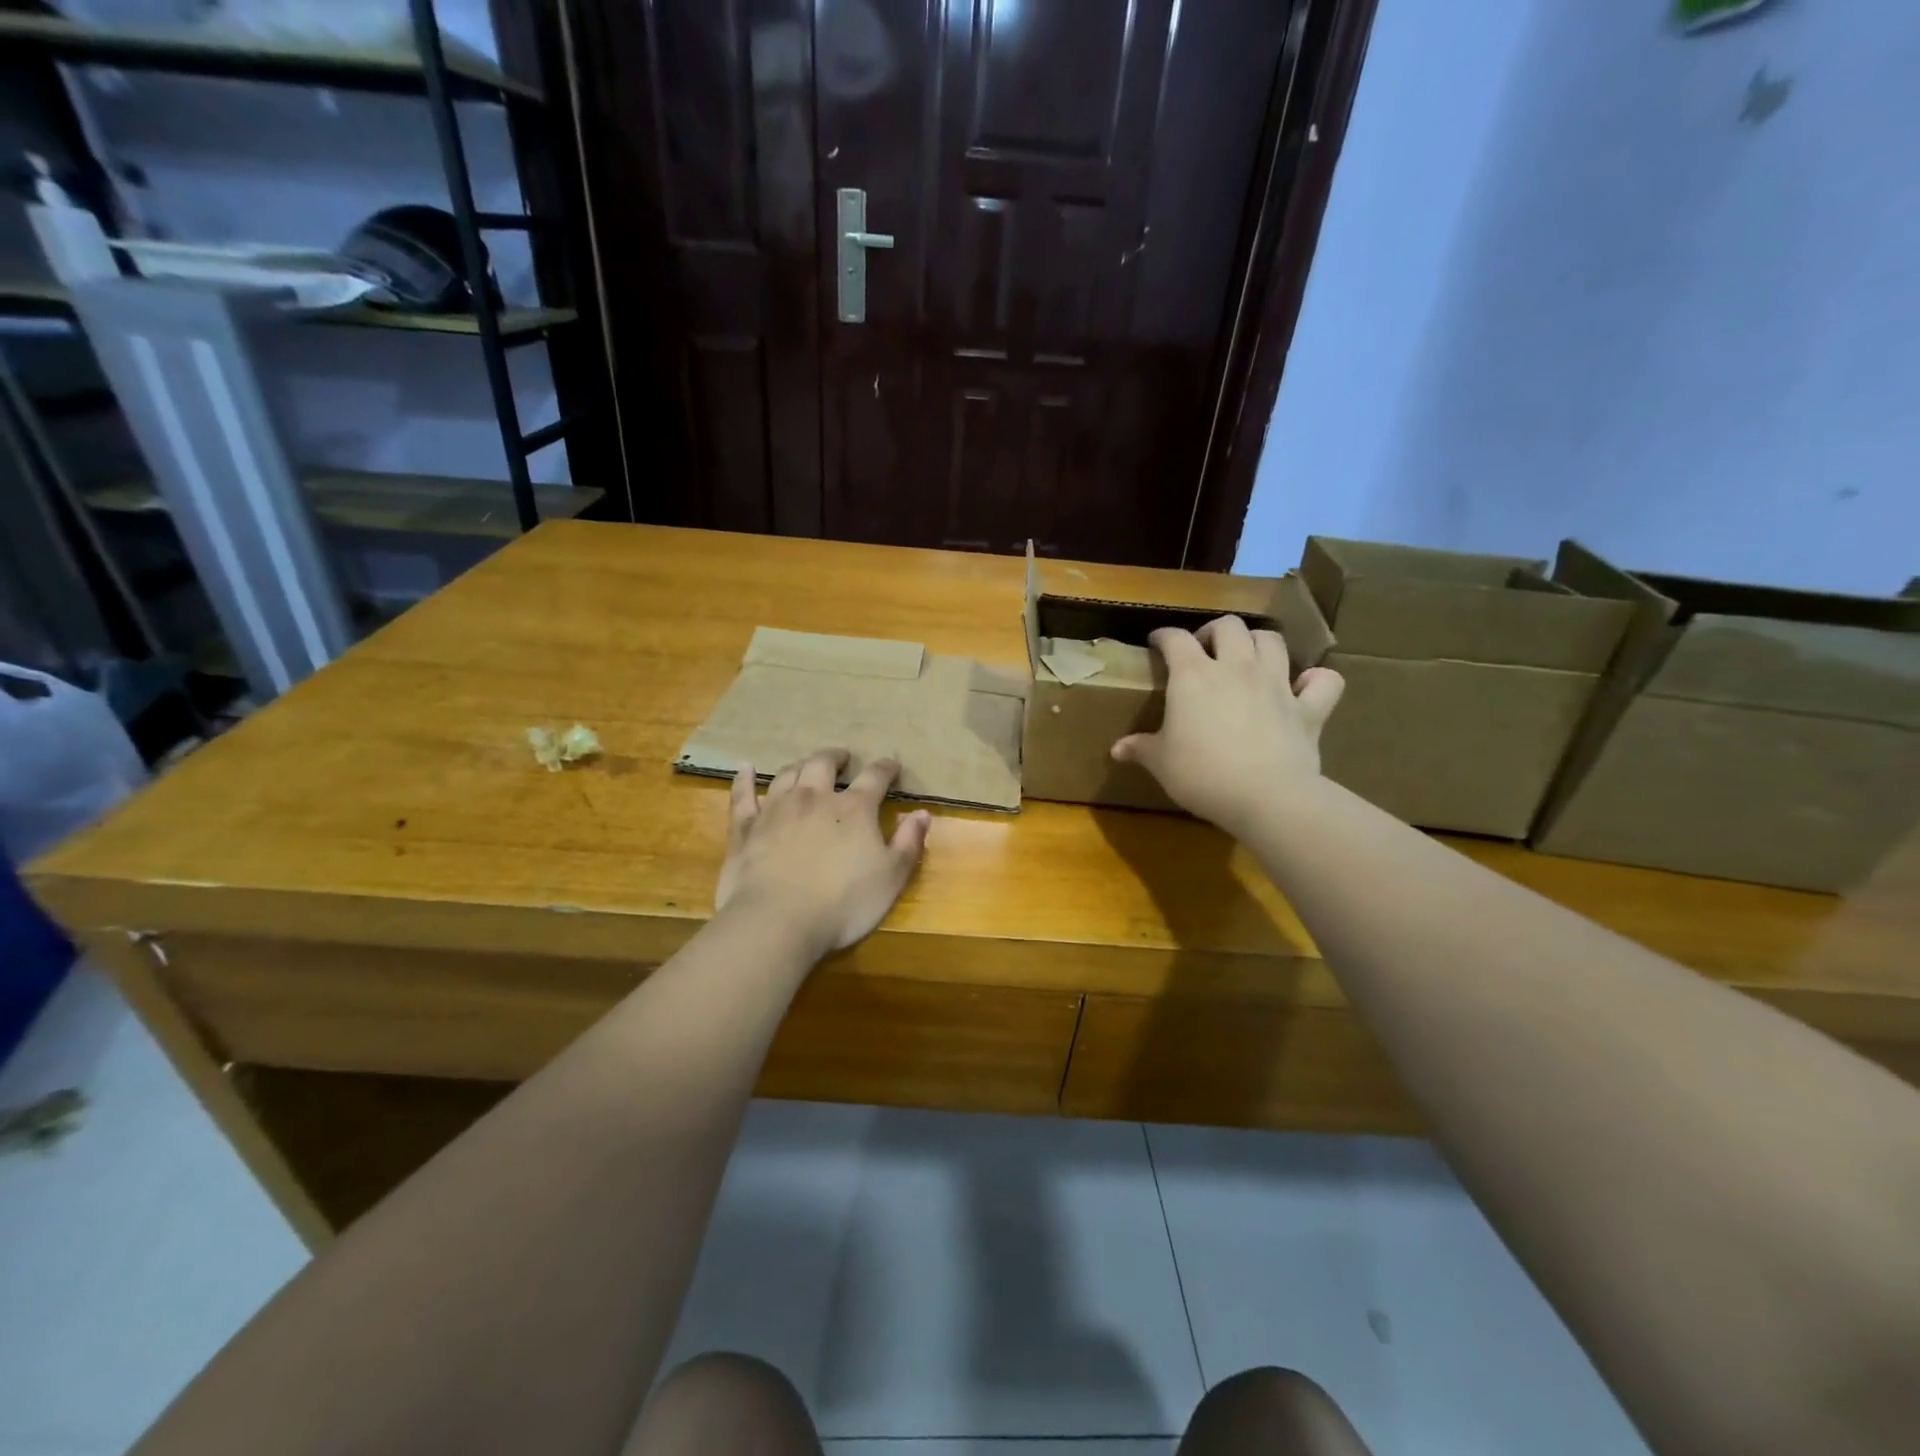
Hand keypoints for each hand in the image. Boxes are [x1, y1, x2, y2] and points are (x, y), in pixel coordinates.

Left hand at [715, 748, 932, 956]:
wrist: (777, 921)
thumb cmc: (843, 903)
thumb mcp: (891, 878)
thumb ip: (909, 843)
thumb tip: (922, 813)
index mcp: (854, 809)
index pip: (875, 777)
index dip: (886, 768)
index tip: (892, 765)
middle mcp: (814, 798)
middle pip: (824, 764)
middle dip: (836, 758)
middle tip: (843, 759)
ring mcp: (776, 810)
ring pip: (788, 775)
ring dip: (800, 766)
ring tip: (806, 766)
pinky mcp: (745, 828)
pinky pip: (743, 795)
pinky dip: (745, 779)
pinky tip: (745, 768)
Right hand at [1112, 616, 1343, 836]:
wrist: (1264, 796)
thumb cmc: (1201, 774)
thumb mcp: (1161, 763)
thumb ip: (1140, 749)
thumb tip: (1117, 749)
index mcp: (1193, 675)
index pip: (1175, 639)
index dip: (1164, 636)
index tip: (1157, 642)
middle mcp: (1237, 668)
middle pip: (1229, 626)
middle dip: (1214, 631)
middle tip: (1204, 650)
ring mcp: (1276, 684)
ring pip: (1272, 641)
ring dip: (1258, 643)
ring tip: (1248, 658)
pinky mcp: (1308, 708)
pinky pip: (1324, 681)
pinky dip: (1316, 680)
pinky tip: (1304, 687)